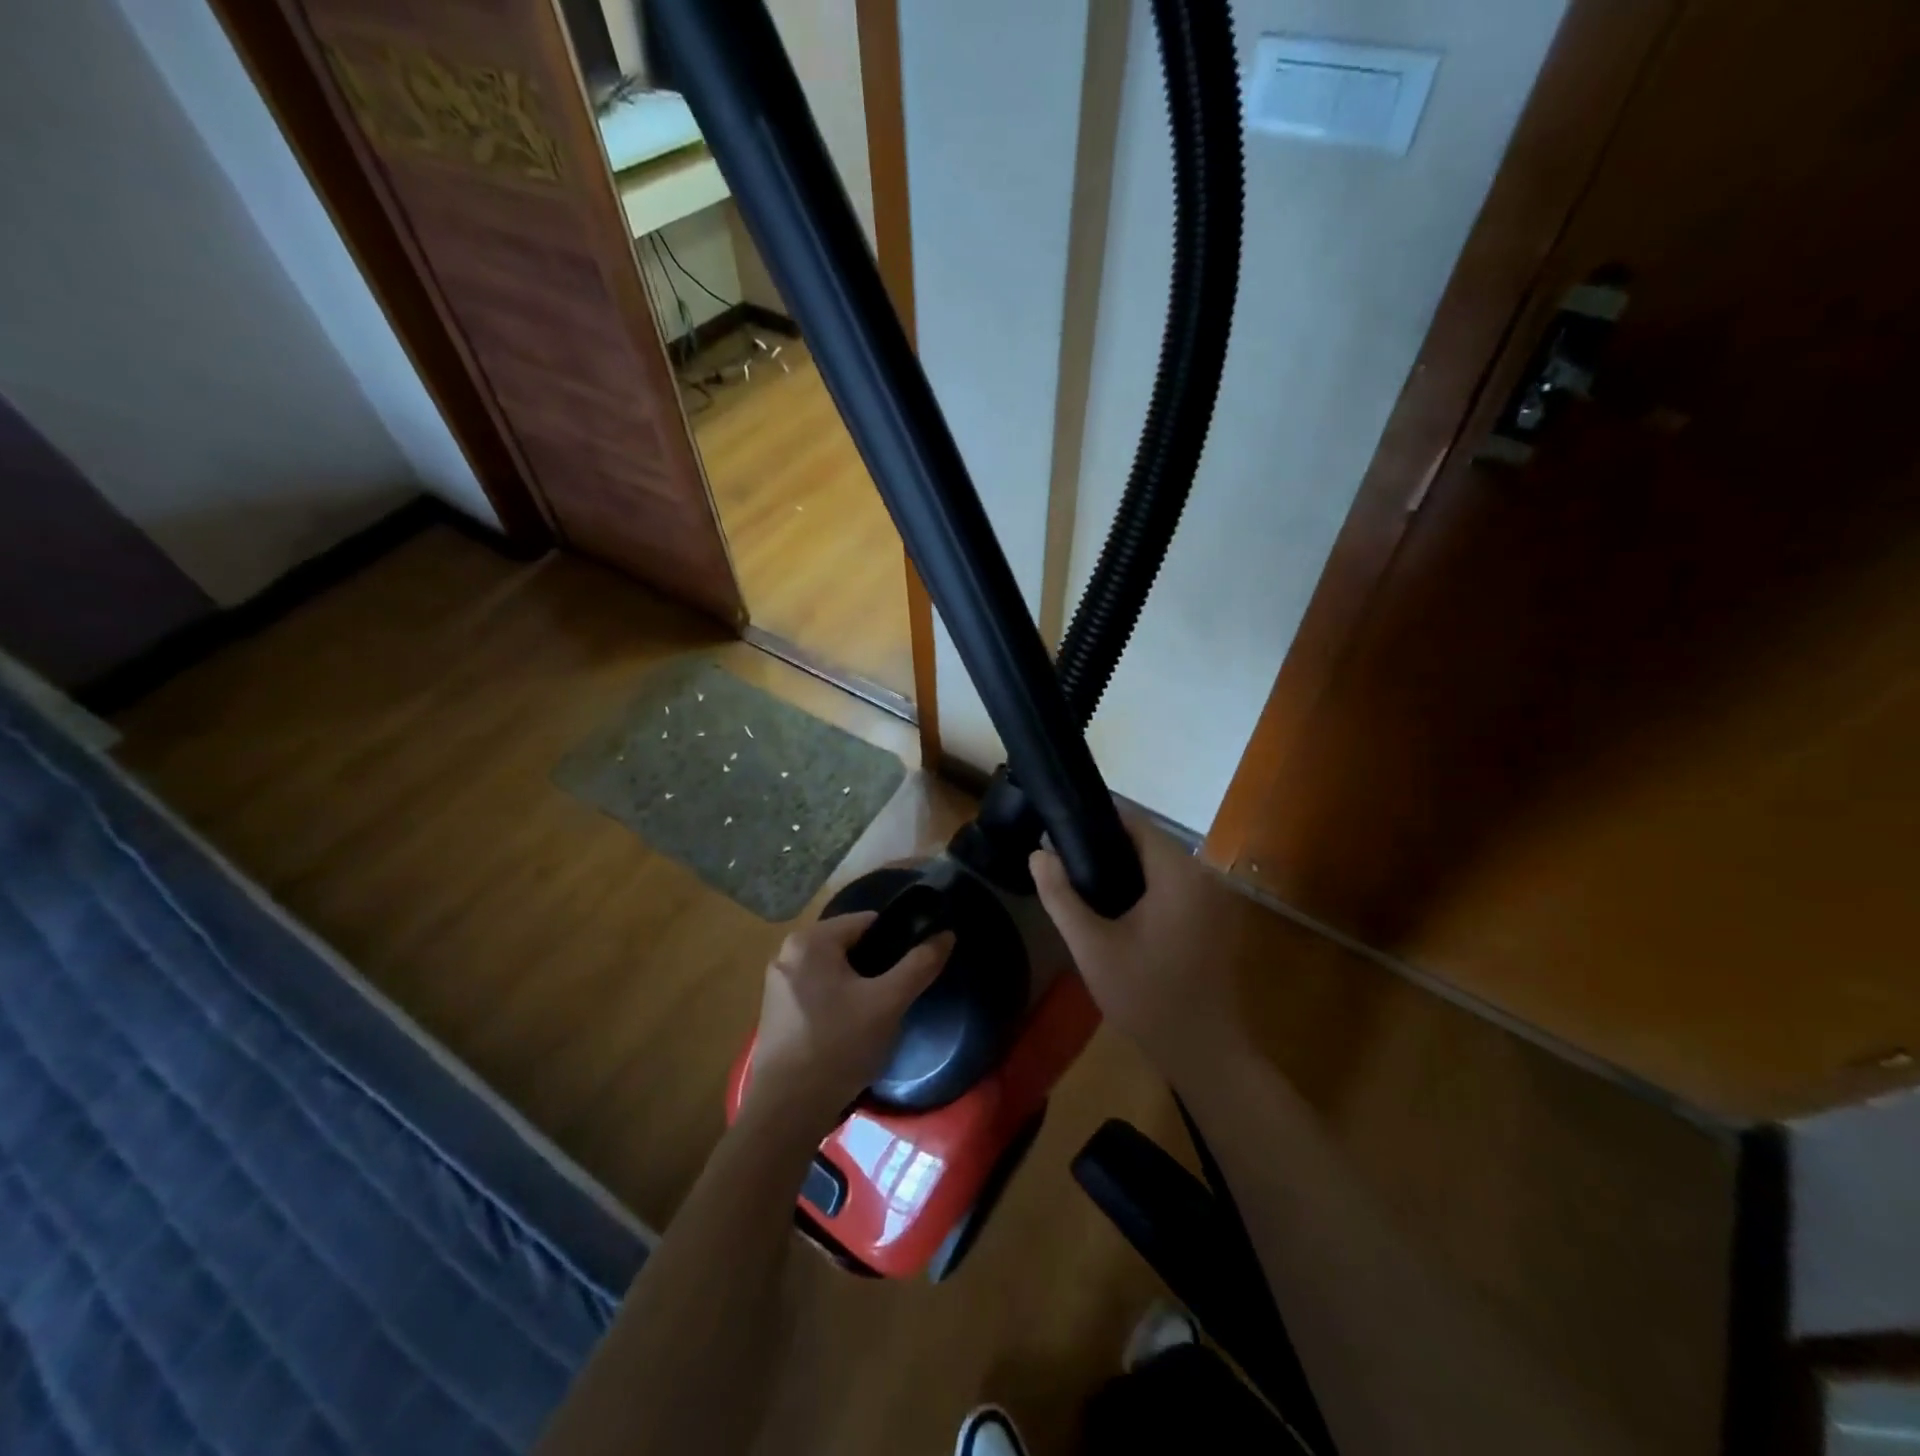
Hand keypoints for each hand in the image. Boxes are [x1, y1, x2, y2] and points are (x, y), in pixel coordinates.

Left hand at [744, 911, 952, 1135]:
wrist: (786, 1112)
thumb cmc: (838, 1046)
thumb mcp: (888, 1003)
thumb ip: (919, 965)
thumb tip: (946, 935)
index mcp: (810, 940)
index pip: (867, 922)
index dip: (896, 941)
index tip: (914, 968)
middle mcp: (787, 953)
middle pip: (850, 946)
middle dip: (877, 967)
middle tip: (897, 996)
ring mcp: (778, 984)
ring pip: (834, 972)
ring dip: (858, 987)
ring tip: (879, 1016)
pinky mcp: (776, 1012)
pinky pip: (818, 993)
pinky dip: (838, 1003)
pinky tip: (852, 1032)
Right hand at [1029, 825, 1246, 1082]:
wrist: (1203, 1052)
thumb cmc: (1145, 995)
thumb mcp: (1092, 947)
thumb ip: (1061, 896)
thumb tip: (1038, 853)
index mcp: (1177, 873)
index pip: (1135, 822)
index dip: (1096, 819)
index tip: (1060, 829)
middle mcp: (1203, 875)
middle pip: (1149, 841)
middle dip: (1106, 845)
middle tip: (1065, 861)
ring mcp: (1214, 898)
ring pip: (1161, 865)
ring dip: (1126, 868)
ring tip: (1084, 882)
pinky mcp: (1215, 919)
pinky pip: (1174, 887)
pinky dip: (1146, 887)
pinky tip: (1118, 909)